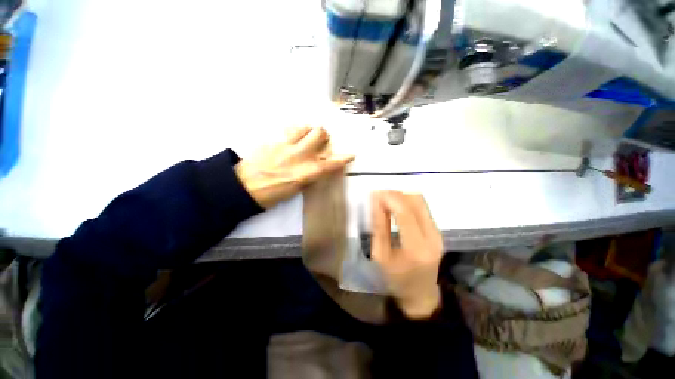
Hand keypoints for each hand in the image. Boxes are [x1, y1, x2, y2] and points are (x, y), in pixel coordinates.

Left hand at [235, 127, 353, 208]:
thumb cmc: (271, 194)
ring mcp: (284, 145)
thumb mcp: (294, 190)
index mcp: (304, 173)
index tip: (351, 154)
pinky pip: (288, 130)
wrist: (243, 187)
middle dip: (323, 135)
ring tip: (306, 137)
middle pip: (318, 134)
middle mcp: (297, 155)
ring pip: (304, 127)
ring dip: (309, 130)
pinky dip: (295, 132)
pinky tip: (291, 138)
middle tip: (322, 140)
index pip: (329, 164)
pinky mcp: (272, 140)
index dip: (342, 158)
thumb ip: (308, 176)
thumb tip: (315, 168)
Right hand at [371, 191, 443, 318]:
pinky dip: (407, 202)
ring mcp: (438, 233)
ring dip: (401, 196)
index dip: (390, 198)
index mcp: (416, 248)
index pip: (405, 212)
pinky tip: (395, 207)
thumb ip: (379, 226)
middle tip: (378, 195)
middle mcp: (433, 237)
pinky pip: (422, 207)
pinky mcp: (438, 230)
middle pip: (416, 201)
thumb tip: (376, 201)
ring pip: (421, 201)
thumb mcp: (380, 255)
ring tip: (385, 200)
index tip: (374, 192)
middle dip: (395, 193)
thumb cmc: (395, 279)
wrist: (421, 295)